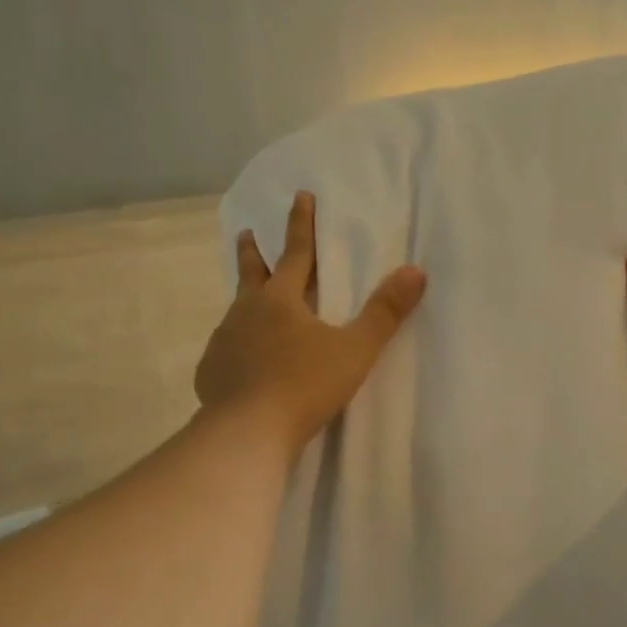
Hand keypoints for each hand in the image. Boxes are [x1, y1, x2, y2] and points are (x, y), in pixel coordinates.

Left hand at [195, 191, 427, 454]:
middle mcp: (246, 312)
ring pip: (235, 312)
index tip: (301, 195)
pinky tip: (238, 361)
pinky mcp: (211, 372)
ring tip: (247, 304)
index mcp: (281, 300)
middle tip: (245, 234)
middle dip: (252, 252)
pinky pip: (225, 351)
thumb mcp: (355, 350)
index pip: (296, 252)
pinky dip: (235, 347)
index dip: (301, 223)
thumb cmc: (305, 385)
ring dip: (244, 301)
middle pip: (251, 274)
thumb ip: (385, 312)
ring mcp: (224, 342)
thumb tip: (415, 271)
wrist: (248, 431)